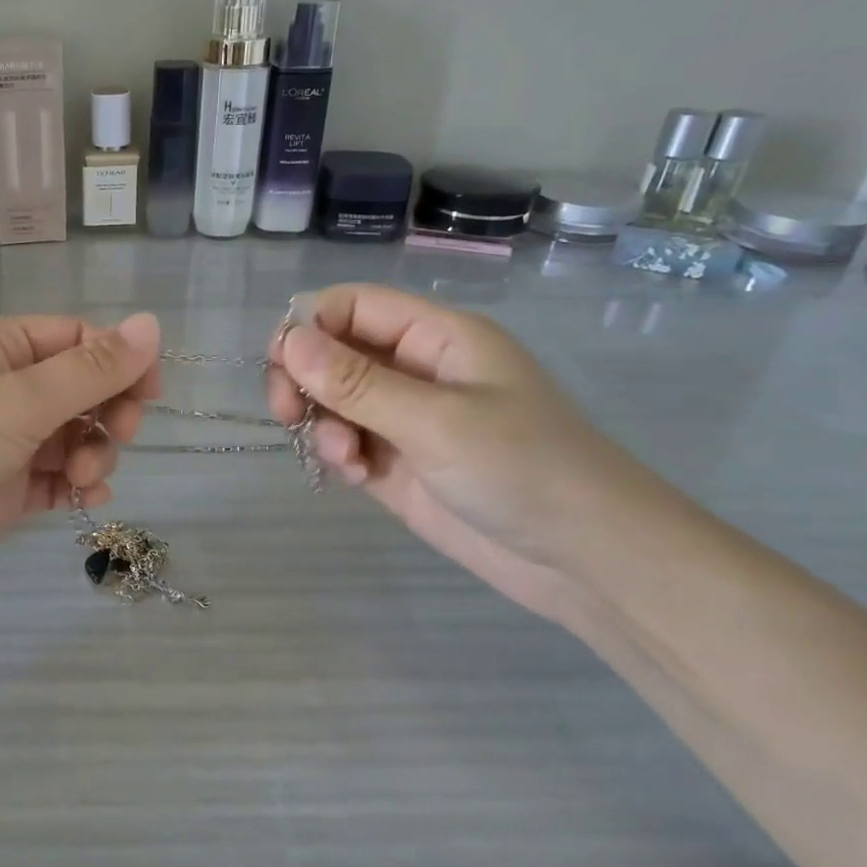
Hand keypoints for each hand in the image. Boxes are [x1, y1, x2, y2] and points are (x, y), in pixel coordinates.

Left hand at [0, 313, 162, 617]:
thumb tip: (152, 325)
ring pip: (73, 436)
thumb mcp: (20, 400)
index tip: (150, 393)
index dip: (118, 360)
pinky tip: (87, 498)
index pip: (75, 338)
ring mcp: (2, 442)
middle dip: (108, 411)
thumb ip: (91, 370)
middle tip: (122, 435)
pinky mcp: (3, 490)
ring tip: (85, 477)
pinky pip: (56, 478)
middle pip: (79, 388)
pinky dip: (77, 485)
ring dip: (94, 453)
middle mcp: (0, 388)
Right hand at [266, 284, 672, 631]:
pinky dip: (336, 455)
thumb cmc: (523, 470)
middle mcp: (415, 369)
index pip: (351, 306)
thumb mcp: (435, 421)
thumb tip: (287, 340)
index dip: (309, 326)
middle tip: (287, 414)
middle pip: (331, 352)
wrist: (585, 560)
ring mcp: (404, 418)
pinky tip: (355, 477)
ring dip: (321, 424)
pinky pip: (344, 441)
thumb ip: (356, 383)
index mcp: (436, 337)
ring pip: (330, 400)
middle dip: (303, 380)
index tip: (282, 367)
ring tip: (344, 459)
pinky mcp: (396, 462)